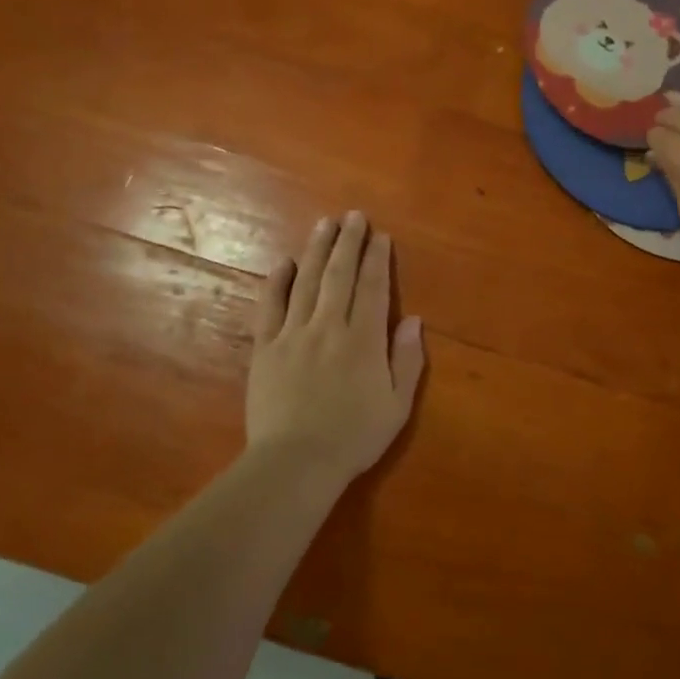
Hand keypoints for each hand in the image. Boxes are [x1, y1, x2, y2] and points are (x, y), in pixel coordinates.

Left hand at [246, 211, 425, 486]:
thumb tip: (413, 320)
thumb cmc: (354, 438)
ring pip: (306, 282)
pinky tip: (284, 262)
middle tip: (353, 216)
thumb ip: (407, 360)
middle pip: (340, 275)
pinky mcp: (266, 348)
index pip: (373, 288)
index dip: (377, 259)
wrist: (295, 462)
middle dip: (348, 243)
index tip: (380, 236)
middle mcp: (329, 327)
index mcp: (364, 340)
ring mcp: (293, 334)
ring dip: (317, 250)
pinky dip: (277, 281)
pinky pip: (270, 306)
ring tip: (325, 224)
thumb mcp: (397, 405)